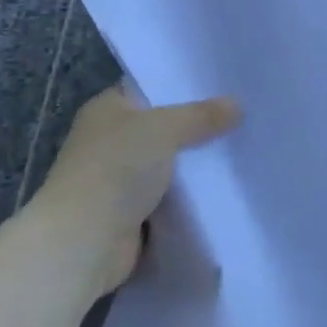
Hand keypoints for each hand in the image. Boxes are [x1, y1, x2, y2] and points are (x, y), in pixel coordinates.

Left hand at [29, 85, 239, 295]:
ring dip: (197, 164)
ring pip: (171, 164)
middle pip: (164, 127)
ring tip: (243, 148)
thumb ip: (202, 115)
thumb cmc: (116, 169)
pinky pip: (172, 197)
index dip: (184, 85)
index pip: (150, 88)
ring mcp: (120, 179)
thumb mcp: (165, 128)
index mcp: (108, 109)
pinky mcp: (132, 214)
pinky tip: (226, 185)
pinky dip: (192, 196)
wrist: (83, 242)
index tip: (224, 84)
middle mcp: (111, 140)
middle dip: (199, 126)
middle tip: (242, 116)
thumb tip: (236, 105)